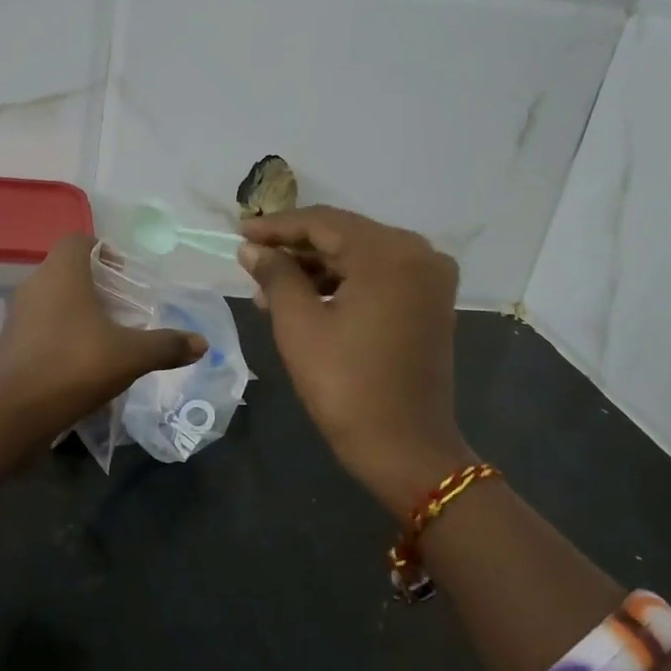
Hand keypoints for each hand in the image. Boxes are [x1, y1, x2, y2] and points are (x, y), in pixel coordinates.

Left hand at [0, 235, 206, 429]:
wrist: (16, 411)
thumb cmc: (75, 365)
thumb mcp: (131, 355)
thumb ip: (167, 345)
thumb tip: (202, 343)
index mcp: (62, 273)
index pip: (78, 240)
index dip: (102, 249)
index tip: (124, 271)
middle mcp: (35, 284)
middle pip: (66, 269)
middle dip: (95, 282)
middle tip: (122, 304)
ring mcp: (18, 314)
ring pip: (52, 297)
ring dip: (77, 308)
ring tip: (105, 332)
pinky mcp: (10, 342)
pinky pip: (41, 324)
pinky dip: (61, 331)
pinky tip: (81, 357)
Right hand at [239, 207, 471, 515]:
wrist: (405, 448)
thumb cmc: (346, 386)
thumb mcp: (299, 325)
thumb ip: (275, 275)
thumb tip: (252, 249)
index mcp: (389, 253)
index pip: (323, 222)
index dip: (277, 226)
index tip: (240, 232)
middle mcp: (418, 253)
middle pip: (344, 235)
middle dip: (295, 248)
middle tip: (251, 260)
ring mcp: (429, 277)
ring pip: (360, 256)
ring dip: (316, 267)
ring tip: (269, 286)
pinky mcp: (430, 301)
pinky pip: (378, 276)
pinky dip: (342, 283)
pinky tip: (306, 297)